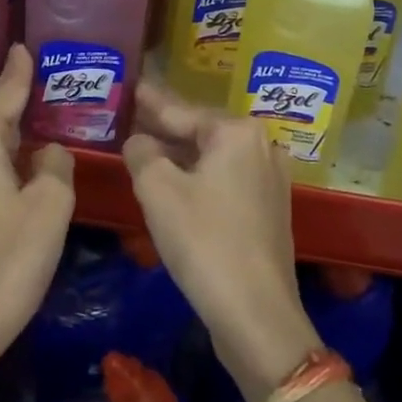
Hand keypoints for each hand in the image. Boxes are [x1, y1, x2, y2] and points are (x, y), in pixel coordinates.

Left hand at [0, 44, 74, 376]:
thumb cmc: (5, 262)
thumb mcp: (49, 209)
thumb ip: (56, 167)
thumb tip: (48, 154)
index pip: (5, 96)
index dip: (19, 73)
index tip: (23, 47)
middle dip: (19, 114)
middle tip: (48, 100)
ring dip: (8, 148)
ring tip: (38, 142)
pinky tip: (14, 184)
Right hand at [123, 83, 322, 401]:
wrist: (257, 316)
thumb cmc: (205, 242)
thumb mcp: (159, 191)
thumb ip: (142, 153)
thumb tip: (139, 141)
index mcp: (237, 132)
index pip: (181, 110)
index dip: (151, 101)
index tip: (132, 85)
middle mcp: (260, 146)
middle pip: (200, 131)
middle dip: (165, 127)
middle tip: (131, 115)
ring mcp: (270, 179)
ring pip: (213, 157)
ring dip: (179, 155)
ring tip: (145, 147)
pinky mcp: (269, 209)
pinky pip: (225, 179)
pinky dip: (198, 177)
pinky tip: (174, 184)